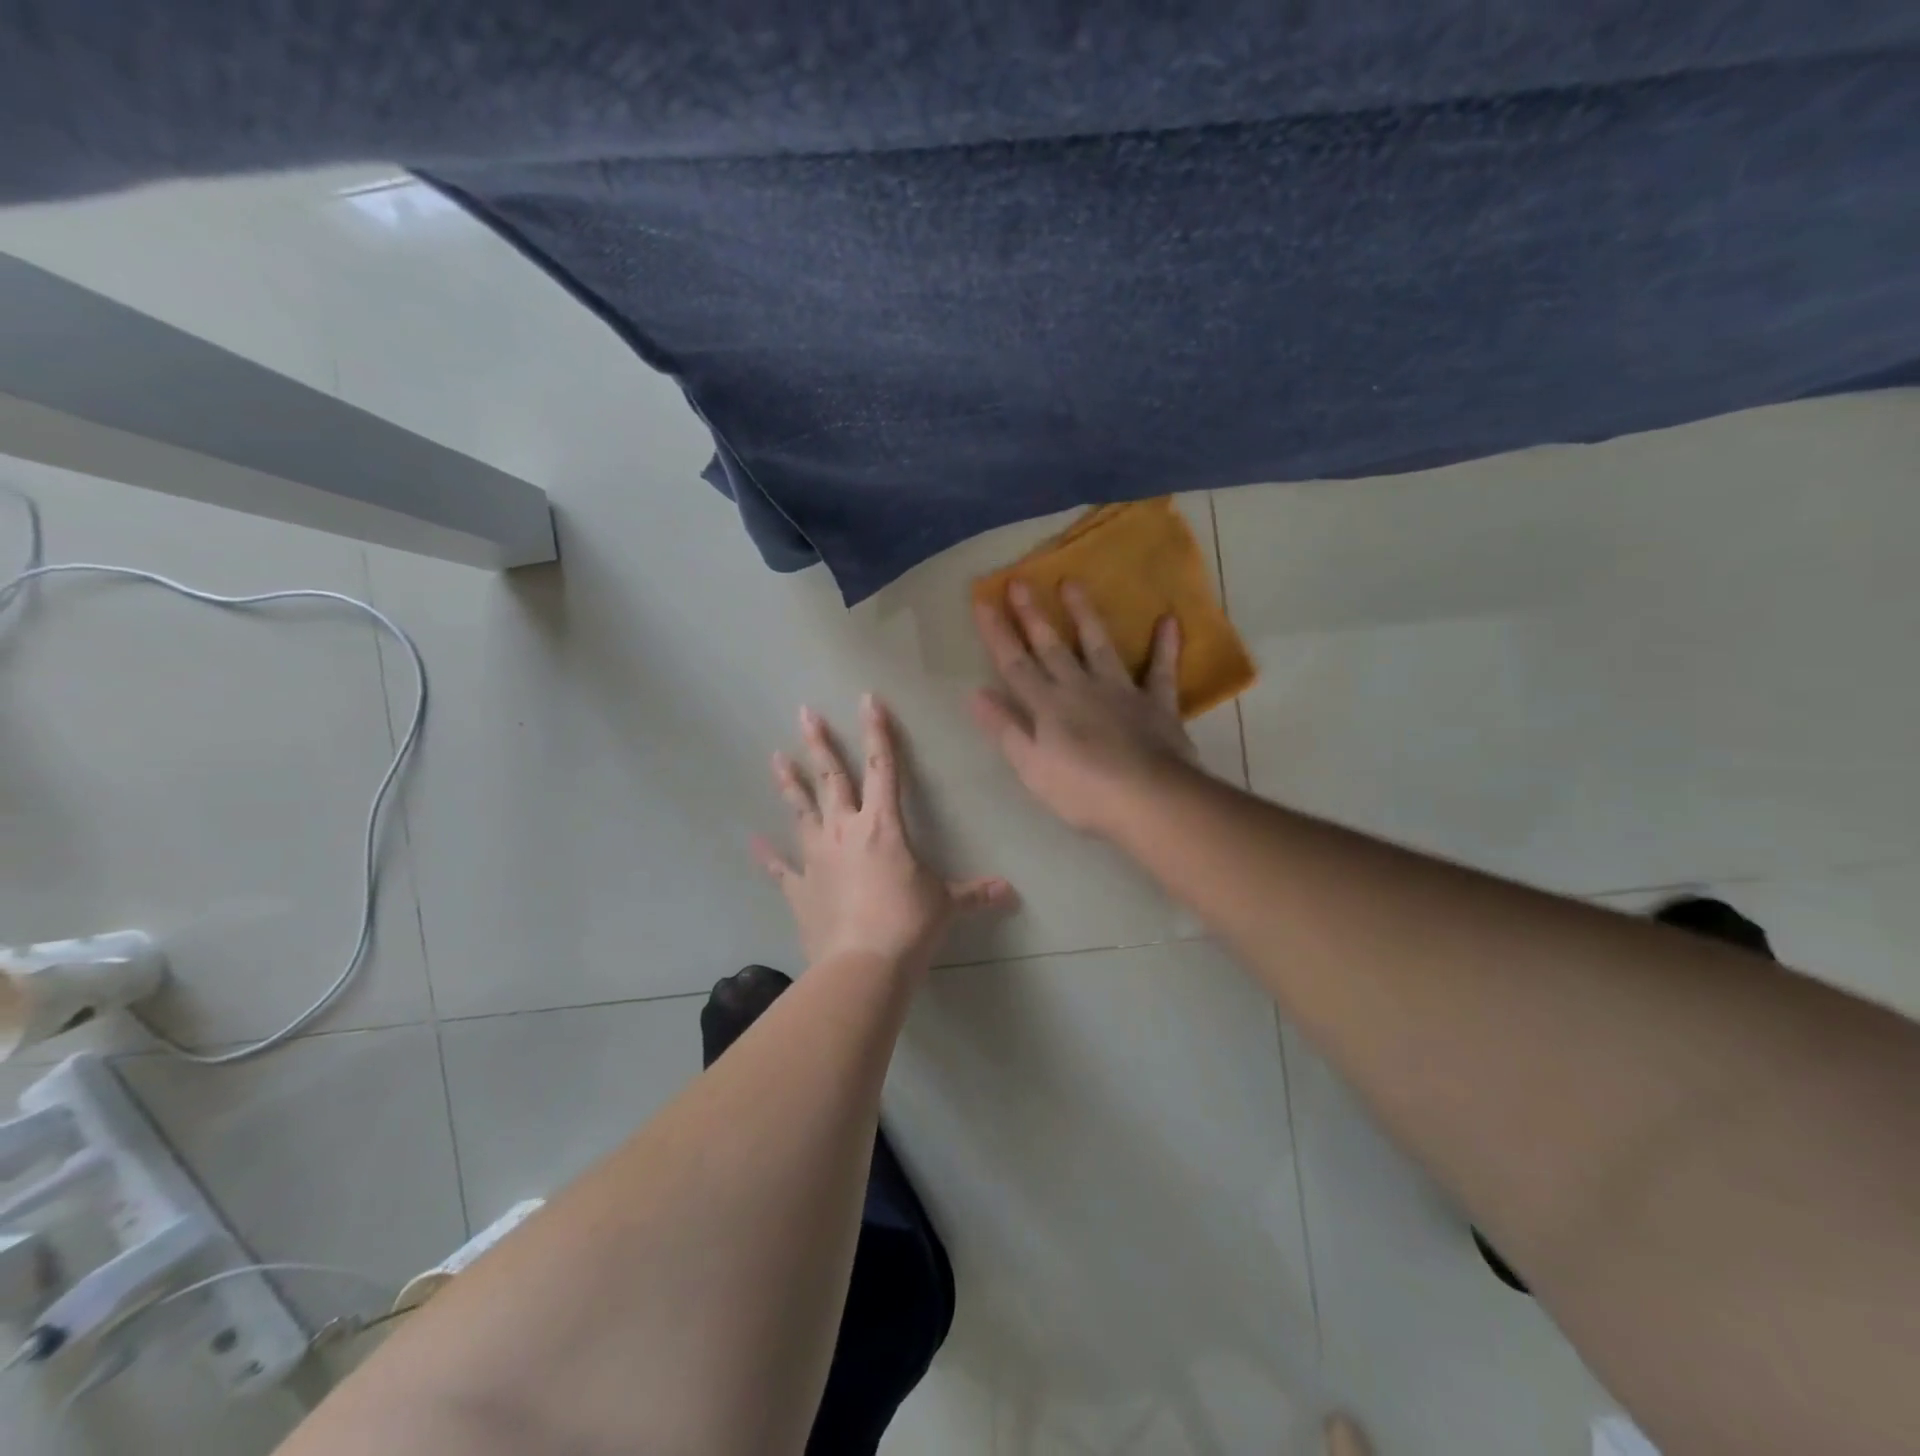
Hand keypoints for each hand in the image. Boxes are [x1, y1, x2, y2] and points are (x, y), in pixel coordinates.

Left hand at [753, 695, 1014, 971]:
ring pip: (801, 810)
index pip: (882, 767)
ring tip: (775, 756)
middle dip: (820, 743)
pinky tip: (754, 840)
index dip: (877, 732)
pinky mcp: (799, 887)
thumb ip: (974, 893)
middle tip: (804, 713)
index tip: (867, 701)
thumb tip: (1009, 892)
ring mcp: (817, 857)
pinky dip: (768, 854)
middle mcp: (845, 831)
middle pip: (831, 777)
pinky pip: (780, 867)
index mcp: (883, 826)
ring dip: (789, 782)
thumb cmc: (909, 924)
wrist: (862, 965)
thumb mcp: (947, 904)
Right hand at [971, 580, 1198, 834]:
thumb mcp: (1031, 767)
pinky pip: (1161, 670)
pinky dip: (1166, 646)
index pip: (1014, 664)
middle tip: (1021, 580)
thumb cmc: (1083, 791)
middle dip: (1032, 615)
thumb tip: (975, 694)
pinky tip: (1169, 620)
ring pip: (1098, 645)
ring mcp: (1120, 691)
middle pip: (1051, 647)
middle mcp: (1080, 688)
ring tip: (1073, 583)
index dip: (997, 633)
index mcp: (1047, 706)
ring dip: (1085, 614)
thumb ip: (1005, 728)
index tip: (983, 601)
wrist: (1149, 798)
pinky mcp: (1156, 703)